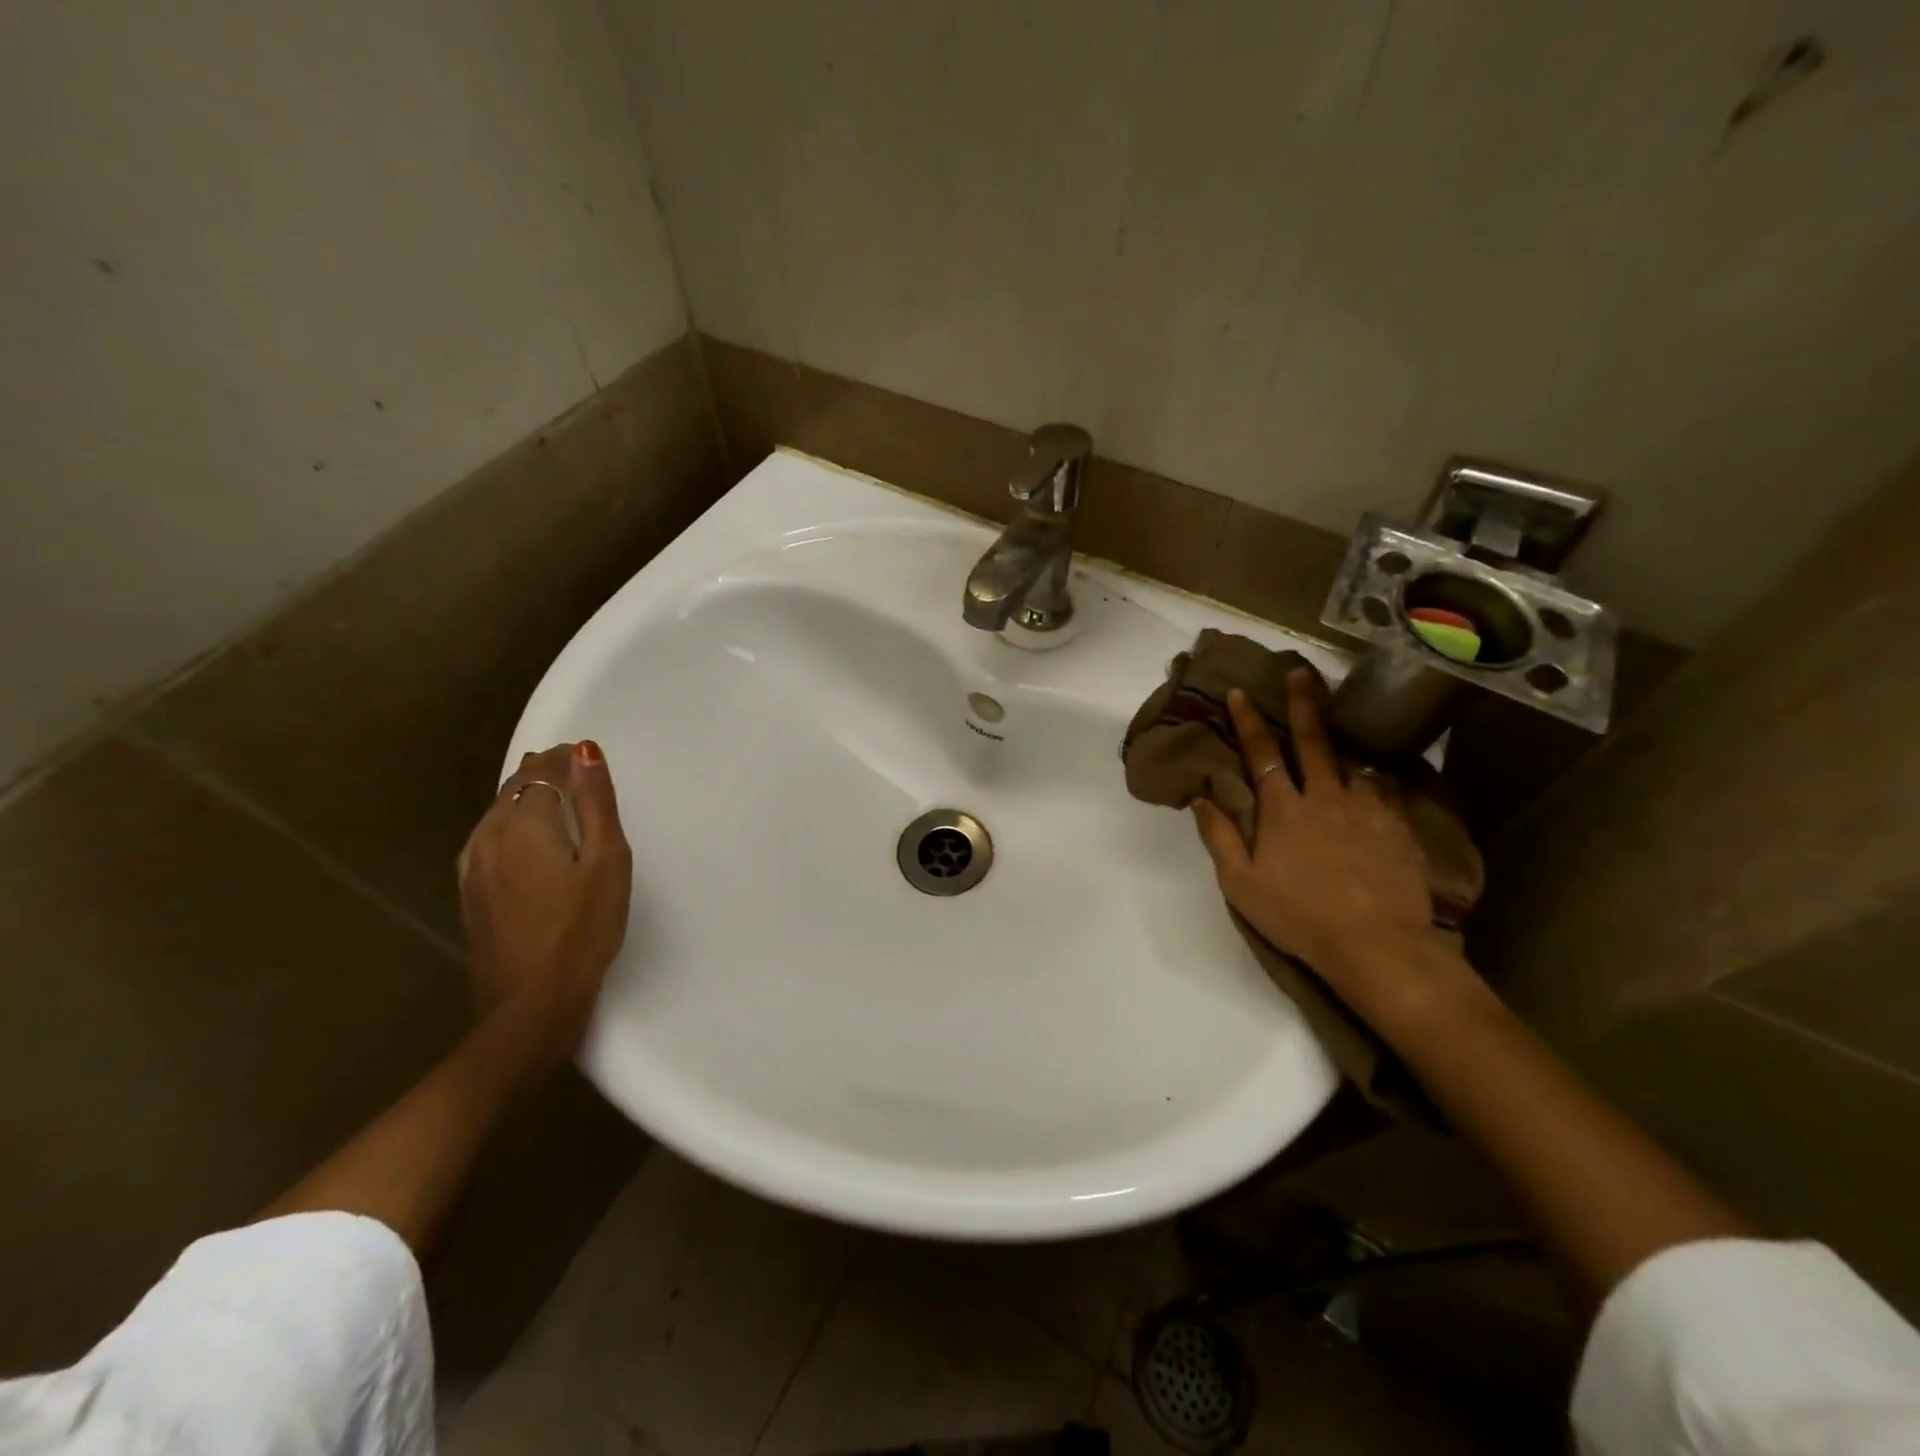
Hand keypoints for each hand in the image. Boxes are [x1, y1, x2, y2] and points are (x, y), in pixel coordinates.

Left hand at [458, 740, 631, 1055]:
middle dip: (544, 774)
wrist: (532, 1003)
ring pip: (497, 813)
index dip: (563, 759)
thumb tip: (584, 750)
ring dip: (525, 798)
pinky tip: (523, 841)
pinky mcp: (471, 893)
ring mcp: (472, 867)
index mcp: (524, 823)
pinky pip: (488, 839)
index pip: (541, 771)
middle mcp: (489, 836)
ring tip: (553, 799)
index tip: (585, 757)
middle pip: (515, 788)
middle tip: (575, 773)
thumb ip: (596, 802)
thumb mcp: (607, 861)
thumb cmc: (584, 928)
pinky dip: (510, 825)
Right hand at [1191, 674, 1447, 1016]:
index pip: (1261, 755)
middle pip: (1313, 742)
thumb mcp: (1241, 884)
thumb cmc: (1299, 916)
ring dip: (1342, 740)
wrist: (1377, 945)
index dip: (1248, 722)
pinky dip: (1375, 779)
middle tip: (1300, 672)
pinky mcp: (1398, 828)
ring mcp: (1366, 810)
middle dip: (1303, 704)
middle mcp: (1325, 798)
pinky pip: (1384, 791)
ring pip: (1352, 763)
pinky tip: (1377, 778)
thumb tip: (1202, 799)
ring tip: (1344, 722)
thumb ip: (1220, 838)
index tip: (1239, 692)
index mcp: (1283, 810)